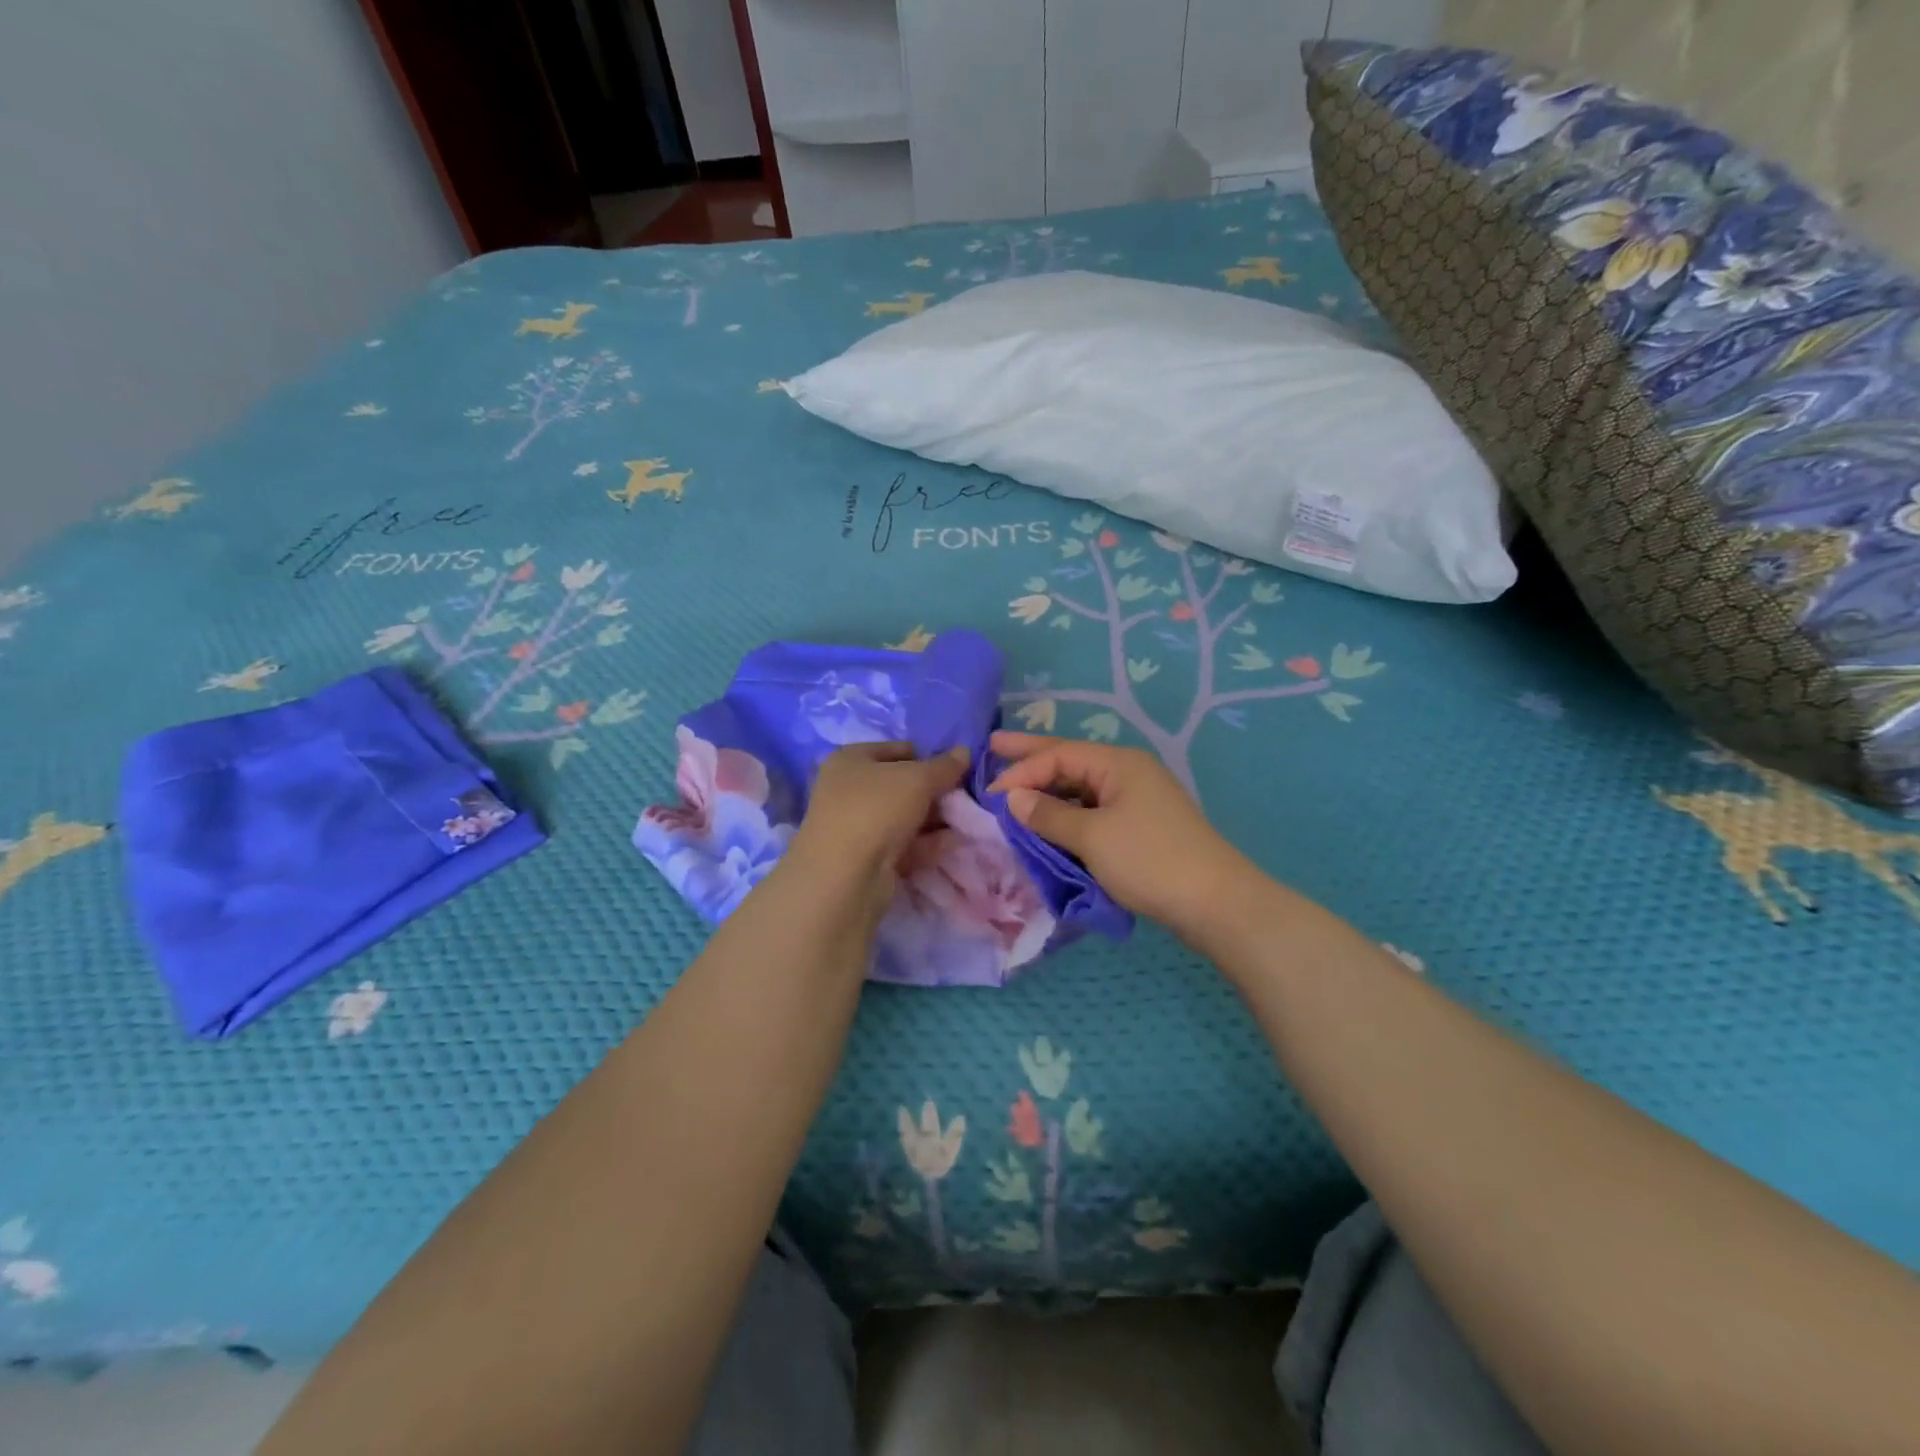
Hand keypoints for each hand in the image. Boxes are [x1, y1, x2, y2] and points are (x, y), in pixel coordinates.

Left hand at [787, 742, 970, 916]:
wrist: (844, 876)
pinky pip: (901, 844)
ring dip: (933, 819)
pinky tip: (954, 843)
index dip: (926, 756)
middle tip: (964, 797)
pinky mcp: (865, 859)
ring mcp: (855, 827)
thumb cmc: (876, 809)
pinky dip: (926, 843)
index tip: (954, 769)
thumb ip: (944, 766)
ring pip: (902, 817)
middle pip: (900, 785)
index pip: (895, 750)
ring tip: (966, 820)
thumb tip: (964, 751)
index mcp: (850, 760)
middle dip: (933, 791)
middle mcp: (847, 790)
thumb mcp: (918, 779)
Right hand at [988, 732, 1247, 931]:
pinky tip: (1048, 821)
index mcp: (1118, 764)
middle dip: (1031, 757)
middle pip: (1070, 760)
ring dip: (1048, 790)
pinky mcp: (1140, 827)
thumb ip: (1049, 815)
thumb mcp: (1092, 837)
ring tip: (1014, 789)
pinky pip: (1093, 811)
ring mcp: (1137, 800)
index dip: (1022, 771)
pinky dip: (1067, 814)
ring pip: (1081, 788)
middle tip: (992, 746)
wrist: (1215, 903)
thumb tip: (1013, 799)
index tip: (990, 794)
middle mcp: (1127, 773)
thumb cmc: (1150, 860)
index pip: (1059, 755)